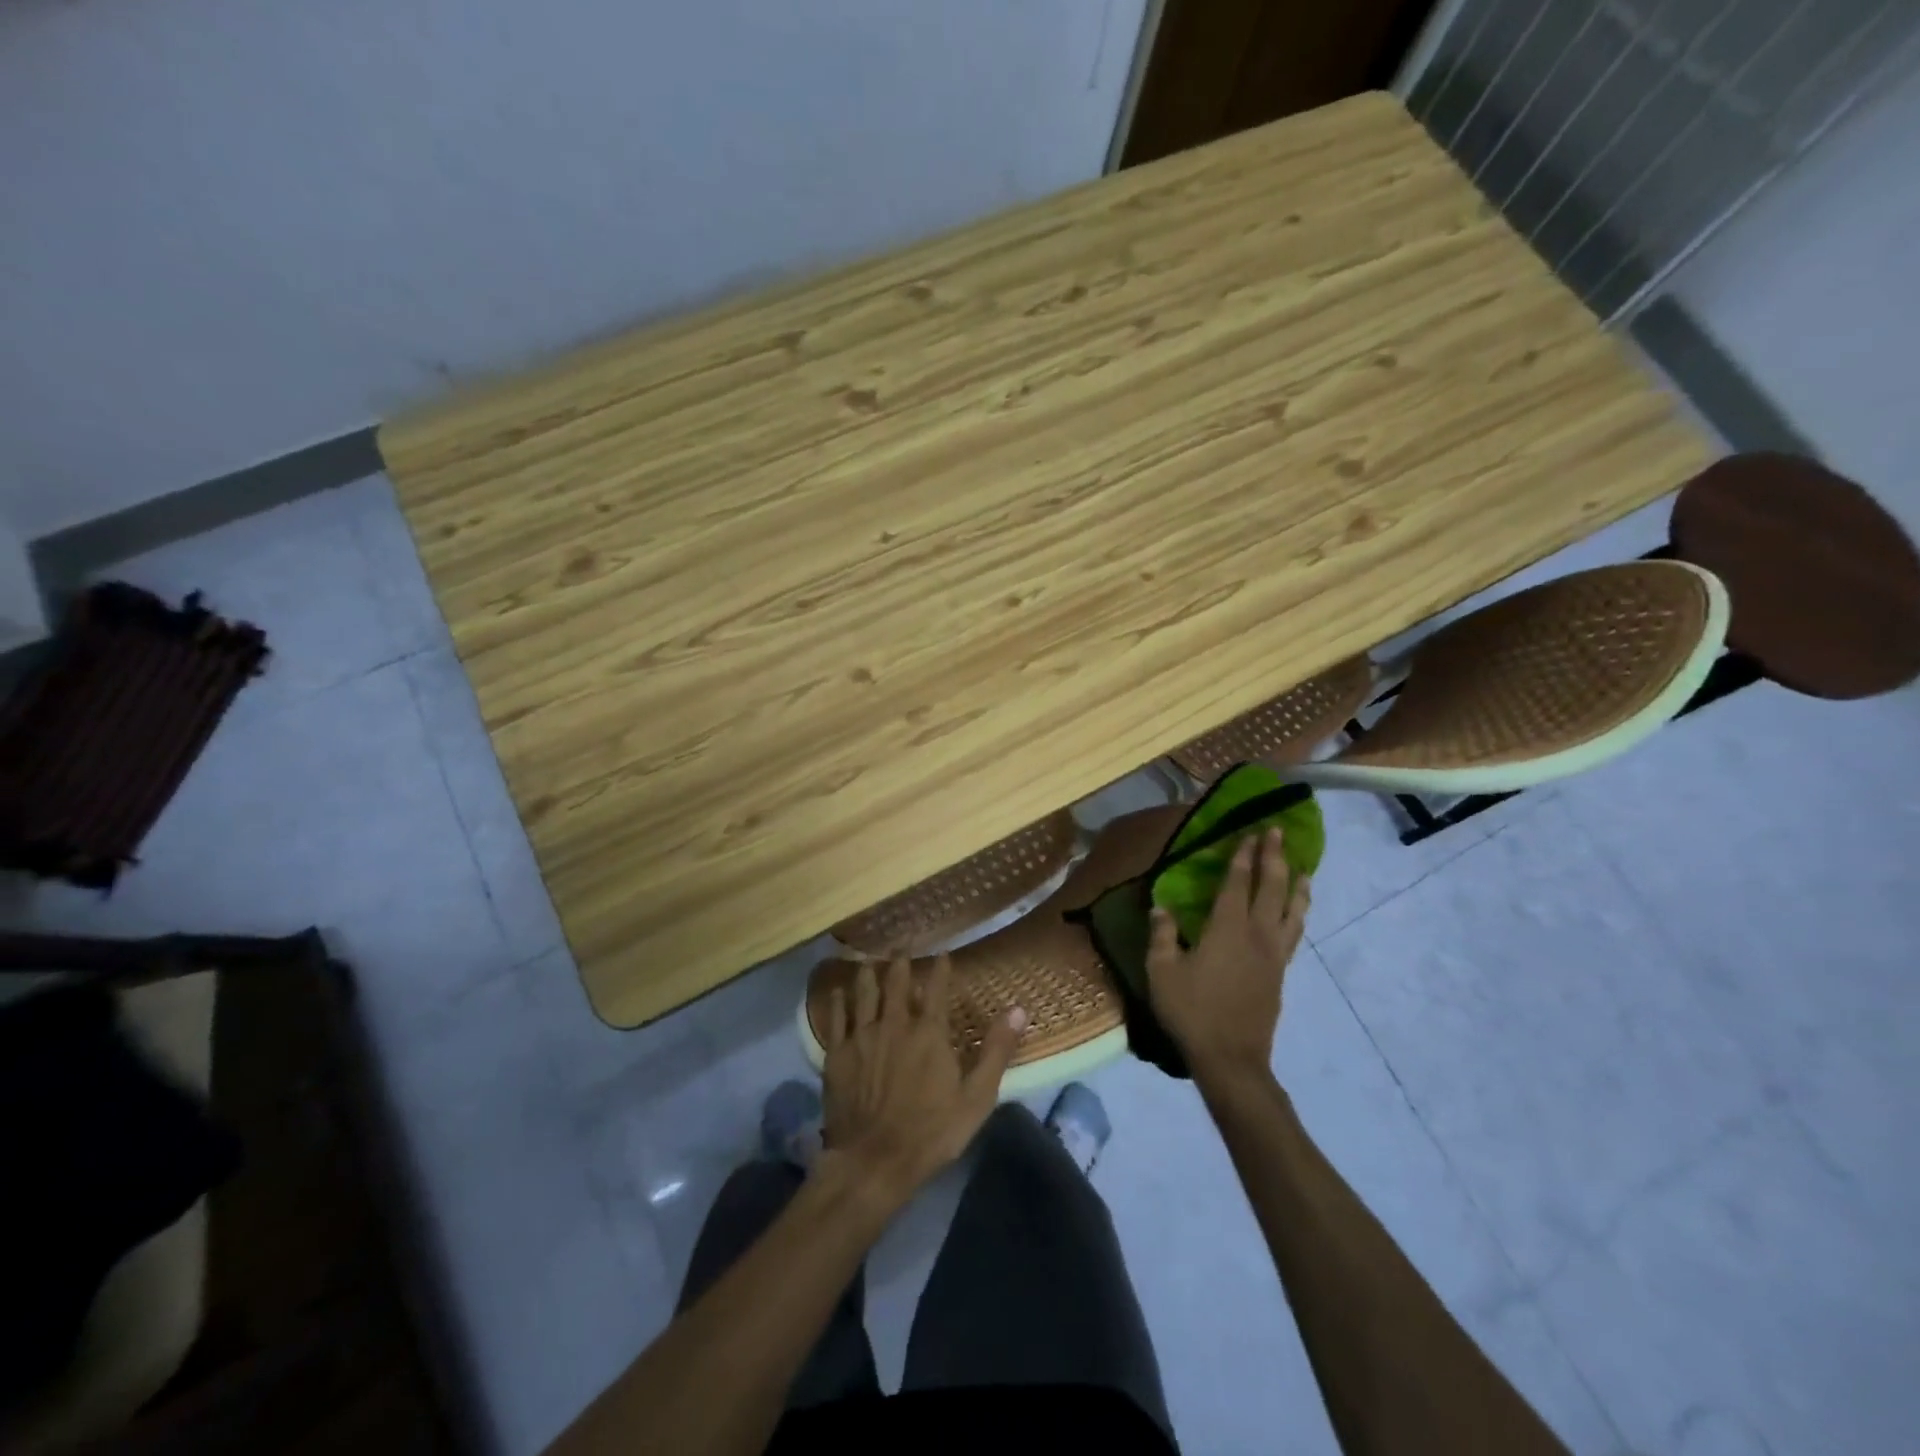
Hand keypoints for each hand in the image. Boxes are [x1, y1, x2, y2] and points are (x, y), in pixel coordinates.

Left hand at [819, 954, 1024, 1207]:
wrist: (873, 1161)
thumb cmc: (931, 1132)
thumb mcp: (976, 1097)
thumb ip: (995, 1051)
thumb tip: (1018, 1010)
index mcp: (929, 1032)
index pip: (936, 989)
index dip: (940, 969)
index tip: (943, 954)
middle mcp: (894, 1024)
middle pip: (896, 983)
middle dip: (900, 962)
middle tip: (902, 947)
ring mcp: (861, 1037)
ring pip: (864, 993)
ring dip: (868, 974)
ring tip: (870, 961)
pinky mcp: (837, 1054)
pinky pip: (836, 1018)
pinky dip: (837, 1001)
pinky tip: (837, 992)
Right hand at [1147, 827, 1309, 1091]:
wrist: (1230, 1058)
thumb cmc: (1191, 1011)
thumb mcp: (1162, 971)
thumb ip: (1161, 934)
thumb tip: (1161, 905)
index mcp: (1227, 929)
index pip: (1238, 883)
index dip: (1244, 856)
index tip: (1251, 832)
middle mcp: (1257, 934)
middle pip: (1271, 888)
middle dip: (1274, 857)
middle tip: (1278, 832)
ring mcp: (1274, 954)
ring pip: (1292, 910)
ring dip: (1296, 884)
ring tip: (1302, 867)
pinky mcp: (1280, 973)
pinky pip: (1295, 933)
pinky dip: (1299, 914)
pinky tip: (1297, 912)